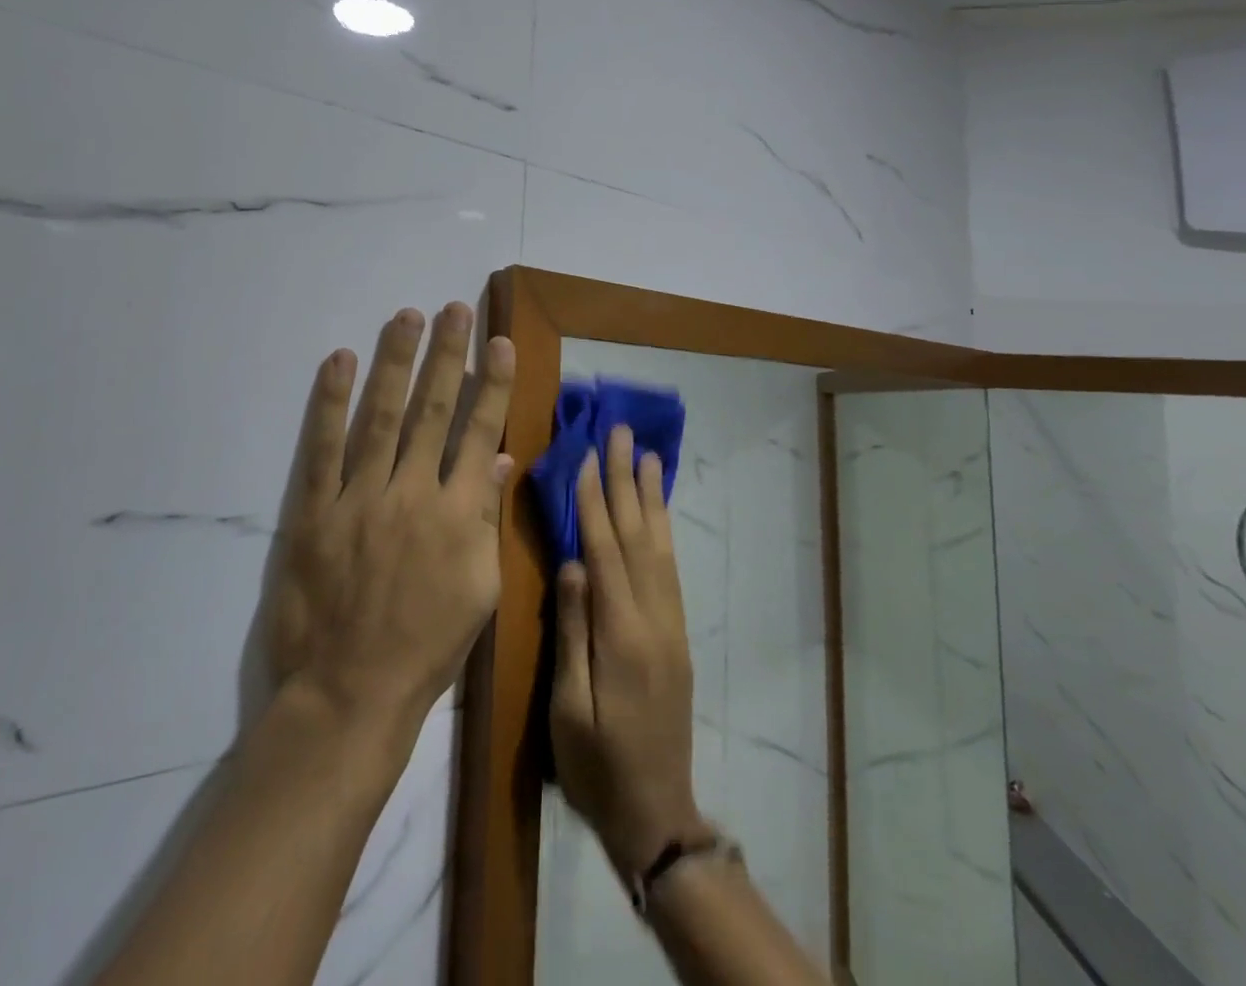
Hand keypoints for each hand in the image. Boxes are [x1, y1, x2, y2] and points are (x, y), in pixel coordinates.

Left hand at [267, 303, 514, 740]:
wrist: (350, 693)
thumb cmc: (426, 645)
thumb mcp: (479, 589)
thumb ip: (487, 518)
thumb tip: (499, 459)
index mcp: (458, 513)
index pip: (479, 431)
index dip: (491, 384)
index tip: (498, 342)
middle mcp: (412, 492)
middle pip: (433, 410)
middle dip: (447, 355)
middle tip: (454, 309)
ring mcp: (360, 498)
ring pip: (382, 416)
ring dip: (396, 362)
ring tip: (406, 317)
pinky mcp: (315, 511)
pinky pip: (323, 448)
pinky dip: (330, 402)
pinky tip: (340, 361)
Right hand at [550, 424, 704, 878]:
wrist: (657, 812)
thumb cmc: (597, 765)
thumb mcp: (569, 707)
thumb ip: (573, 631)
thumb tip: (571, 562)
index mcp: (622, 635)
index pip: (605, 551)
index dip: (594, 501)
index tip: (586, 455)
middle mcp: (654, 619)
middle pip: (638, 536)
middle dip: (626, 481)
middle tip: (622, 433)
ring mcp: (671, 625)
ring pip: (660, 547)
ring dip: (651, 497)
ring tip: (647, 456)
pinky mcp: (677, 634)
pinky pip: (670, 569)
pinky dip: (663, 531)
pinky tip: (657, 511)